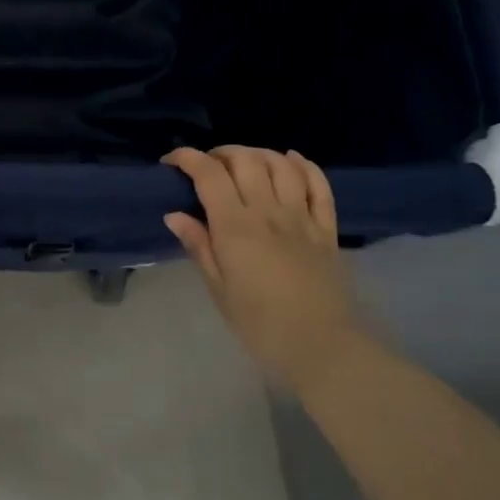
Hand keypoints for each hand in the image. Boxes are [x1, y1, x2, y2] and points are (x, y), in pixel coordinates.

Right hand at [162, 146, 360, 384]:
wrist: (321, 346)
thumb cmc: (260, 325)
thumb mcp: (218, 290)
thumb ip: (199, 246)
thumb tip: (174, 215)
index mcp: (236, 228)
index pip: (209, 175)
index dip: (188, 159)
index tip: (172, 163)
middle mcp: (268, 212)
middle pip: (245, 160)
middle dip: (220, 153)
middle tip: (207, 166)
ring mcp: (301, 217)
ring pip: (281, 164)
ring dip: (258, 154)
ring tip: (243, 163)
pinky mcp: (327, 228)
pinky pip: (319, 185)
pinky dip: (304, 165)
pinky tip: (291, 160)